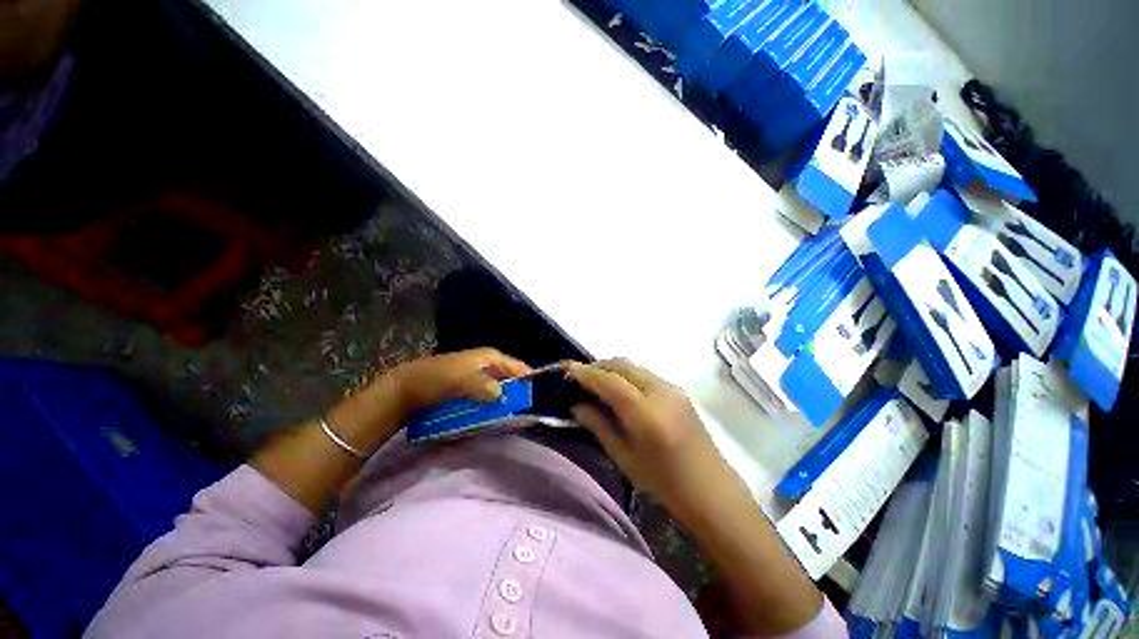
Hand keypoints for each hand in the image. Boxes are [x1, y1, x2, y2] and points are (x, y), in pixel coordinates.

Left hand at [380, 348, 530, 418]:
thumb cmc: (437, 379)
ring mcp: (477, 376)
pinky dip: (491, 405)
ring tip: (512, 417)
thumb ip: (485, 386)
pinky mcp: (468, 388)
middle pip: (510, 378)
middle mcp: (487, 364)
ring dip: (503, 401)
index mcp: (490, 356)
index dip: (528, 378)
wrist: (406, 388)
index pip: (517, 366)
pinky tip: (493, 417)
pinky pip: (486, 397)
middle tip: (524, 411)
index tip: (537, 396)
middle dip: (516, 393)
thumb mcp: (462, 380)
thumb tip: (504, 395)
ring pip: (499, 389)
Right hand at [567, 358, 735, 523]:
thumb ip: (599, 426)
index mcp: (646, 414)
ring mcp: (672, 388)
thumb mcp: (625, 458)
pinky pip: (645, 373)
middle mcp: (661, 392)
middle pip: (622, 365)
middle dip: (598, 366)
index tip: (567, 368)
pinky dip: (627, 375)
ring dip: (613, 369)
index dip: (586, 373)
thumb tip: (576, 405)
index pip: (610, 381)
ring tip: (597, 383)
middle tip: (580, 377)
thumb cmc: (664, 482)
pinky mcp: (679, 390)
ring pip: (634, 367)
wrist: (711, 489)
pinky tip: (620, 390)